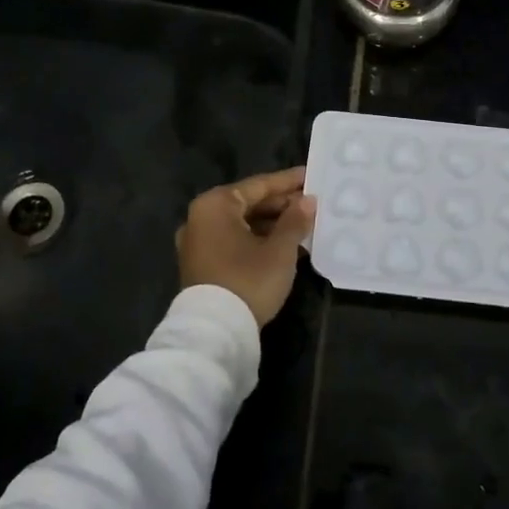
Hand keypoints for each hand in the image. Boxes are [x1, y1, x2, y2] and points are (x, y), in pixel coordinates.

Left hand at [176, 166, 317, 327]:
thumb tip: (307, 201)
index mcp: (215, 205)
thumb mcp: (280, 249)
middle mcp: (200, 218)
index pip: (259, 185)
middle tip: (311, 203)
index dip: (288, 182)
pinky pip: (233, 242)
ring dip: (272, 225)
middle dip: (281, 205)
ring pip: (242, 224)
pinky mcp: (200, 265)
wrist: (215, 332)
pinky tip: (284, 246)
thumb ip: (295, 220)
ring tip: (304, 226)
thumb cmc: (249, 280)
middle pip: (248, 204)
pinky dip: (258, 241)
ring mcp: (197, 243)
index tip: (311, 176)